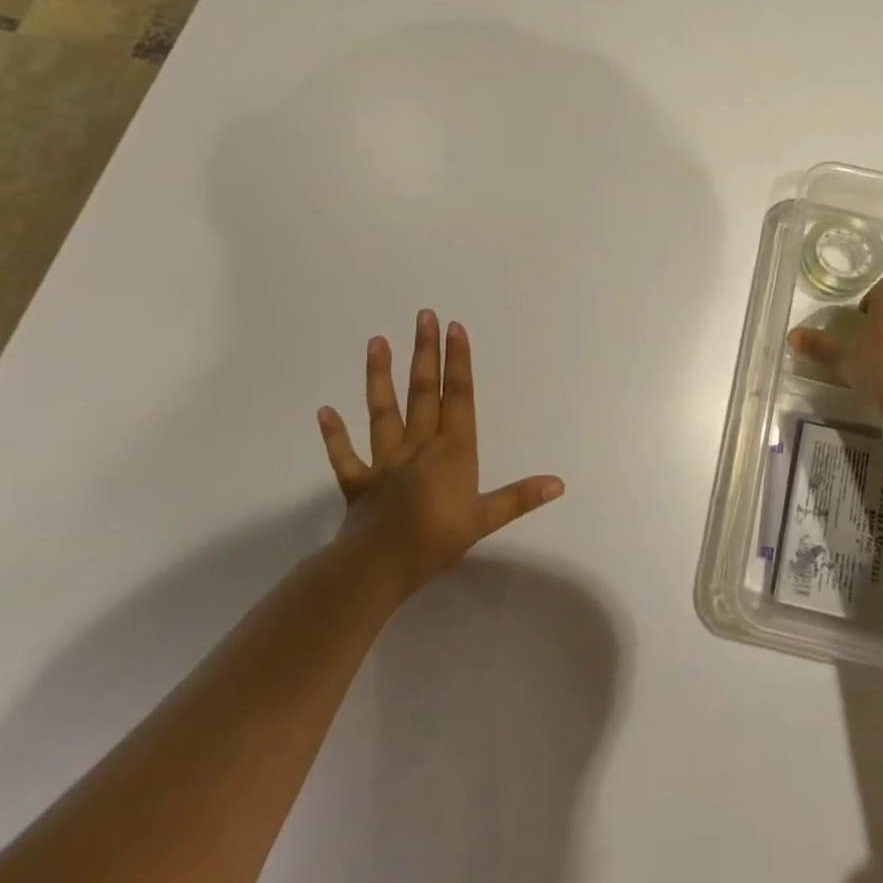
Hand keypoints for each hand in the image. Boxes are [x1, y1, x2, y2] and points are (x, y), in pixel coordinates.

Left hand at [316, 311, 563, 599]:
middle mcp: (419, 446)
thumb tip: (559, 483)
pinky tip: (324, 411)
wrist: (379, 567)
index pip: (457, 396)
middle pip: (423, 392)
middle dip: (425, 353)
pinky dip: (334, 435)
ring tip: (376, 342)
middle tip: (423, 316)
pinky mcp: (359, 483)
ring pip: (383, 412)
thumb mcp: (485, 519)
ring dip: (380, 377)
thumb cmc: (437, 540)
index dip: (458, 361)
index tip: (455, 328)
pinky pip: (346, 457)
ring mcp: (386, 462)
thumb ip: (519, 497)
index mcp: (451, 450)